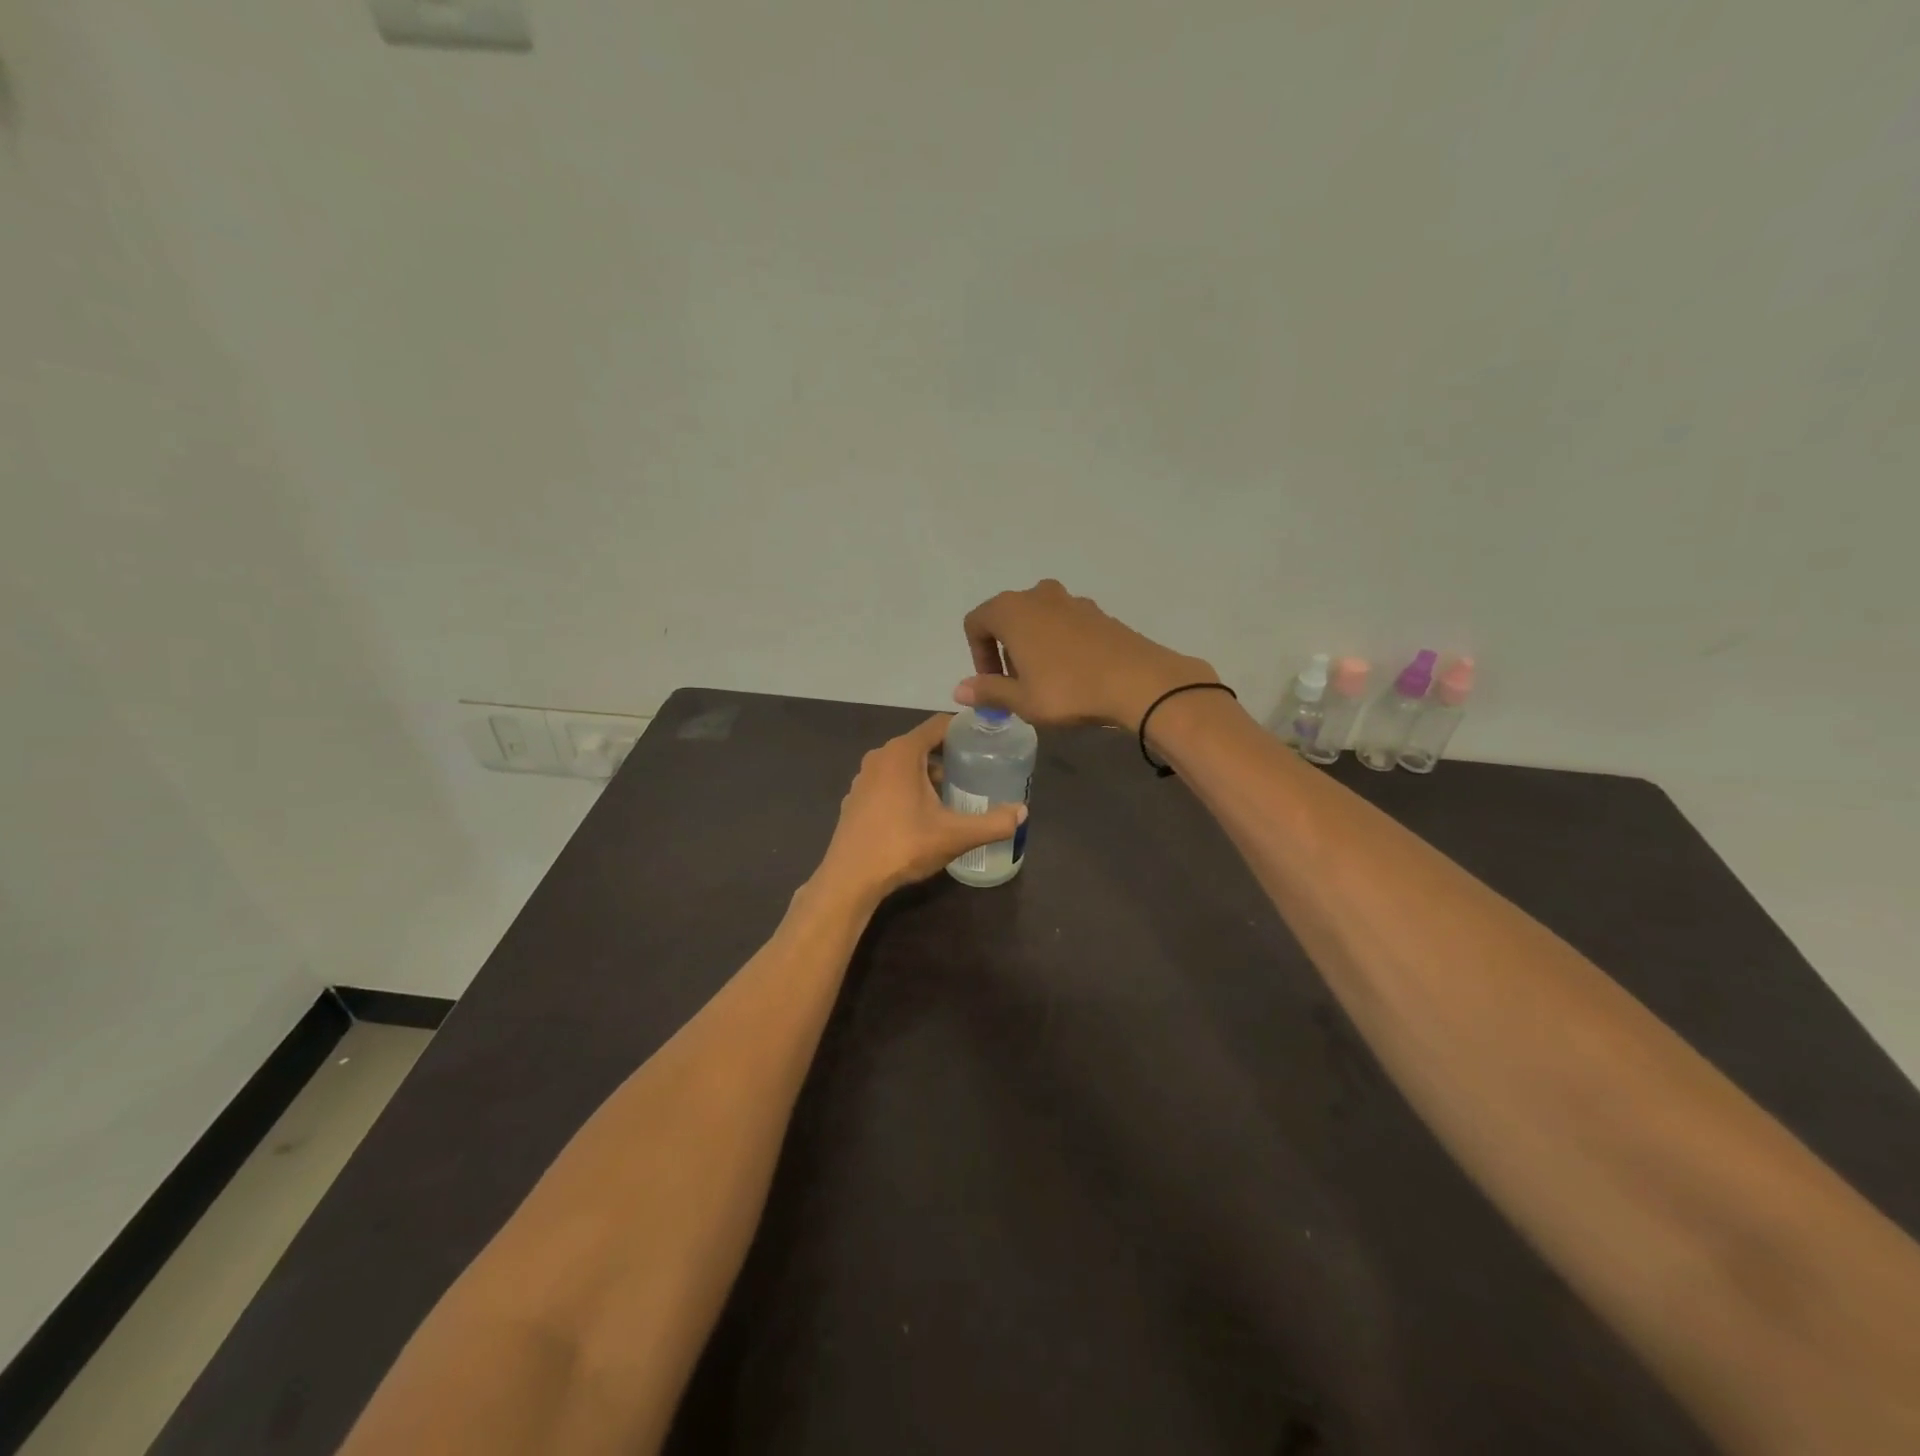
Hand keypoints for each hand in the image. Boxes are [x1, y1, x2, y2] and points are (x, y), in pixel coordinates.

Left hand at [814, 715, 1026, 903]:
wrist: (850, 878)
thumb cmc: (903, 846)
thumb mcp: (955, 835)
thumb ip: (992, 823)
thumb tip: (1022, 812)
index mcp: (903, 752)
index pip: (939, 725)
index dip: (965, 729)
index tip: (988, 741)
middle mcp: (880, 756)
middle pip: (922, 744)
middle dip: (949, 755)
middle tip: (977, 771)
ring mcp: (864, 778)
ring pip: (904, 765)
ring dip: (928, 774)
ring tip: (953, 794)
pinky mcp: (855, 799)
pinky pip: (888, 782)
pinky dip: (907, 788)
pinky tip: (921, 814)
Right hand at [956, 579, 1218, 730]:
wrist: (1137, 681)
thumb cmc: (1068, 690)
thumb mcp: (1021, 700)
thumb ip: (988, 691)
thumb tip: (960, 689)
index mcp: (1011, 611)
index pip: (976, 623)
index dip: (977, 655)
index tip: (992, 683)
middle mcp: (1038, 595)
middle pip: (1007, 617)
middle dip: (1005, 650)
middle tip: (1017, 684)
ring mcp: (1071, 601)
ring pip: (1038, 619)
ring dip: (1032, 645)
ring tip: (1045, 680)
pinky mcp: (1098, 612)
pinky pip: (1065, 624)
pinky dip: (1059, 643)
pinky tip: (1074, 673)